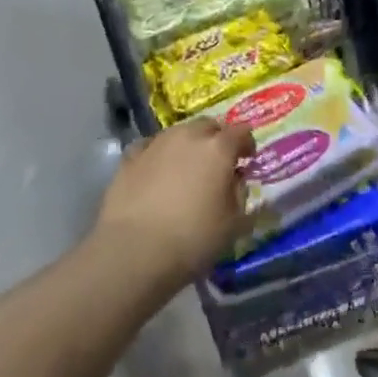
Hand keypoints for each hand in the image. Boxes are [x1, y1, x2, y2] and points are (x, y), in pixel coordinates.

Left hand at [94, 116, 256, 288]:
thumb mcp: (233, 224)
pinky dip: (159, 155)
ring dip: (187, 145)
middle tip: (218, 163)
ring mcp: (156, 143)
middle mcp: (188, 136)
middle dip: (217, 139)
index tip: (247, 159)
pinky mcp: (130, 157)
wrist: (134, 250)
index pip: (241, 131)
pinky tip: (156, 172)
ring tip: (186, 169)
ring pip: (179, 133)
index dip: (247, 143)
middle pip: (208, 125)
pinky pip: (151, 147)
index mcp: (218, 148)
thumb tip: (235, 179)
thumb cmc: (192, 239)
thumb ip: (240, 194)